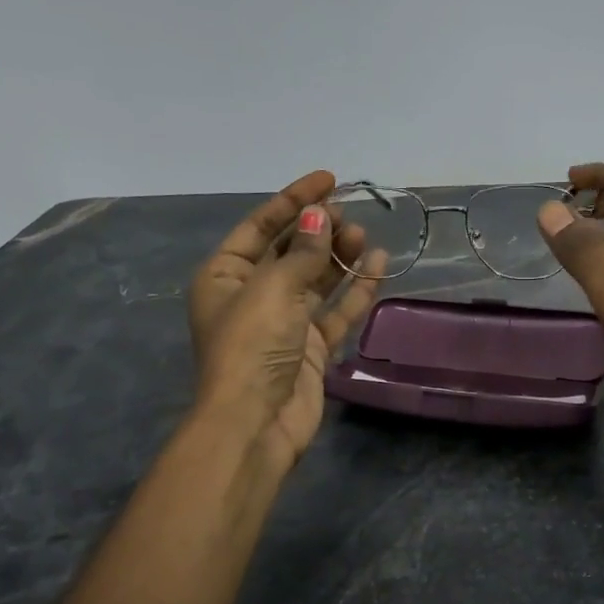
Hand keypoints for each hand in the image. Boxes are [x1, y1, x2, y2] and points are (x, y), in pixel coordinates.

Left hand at [188, 171, 383, 472]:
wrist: (256, 423)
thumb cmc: (252, 346)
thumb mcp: (273, 289)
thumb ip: (303, 253)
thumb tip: (321, 217)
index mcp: (226, 276)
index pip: (260, 226)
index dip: (294, 200)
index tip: (328, 179)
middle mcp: (253, 294)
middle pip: (291, 250)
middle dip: (319, 230)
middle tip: (349, 214)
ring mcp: (284, 322)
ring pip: (316, 279)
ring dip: (338, 256)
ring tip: (362, 237)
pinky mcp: (311, 347)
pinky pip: (336, 310)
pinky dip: (355, 289)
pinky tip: (377, 265)